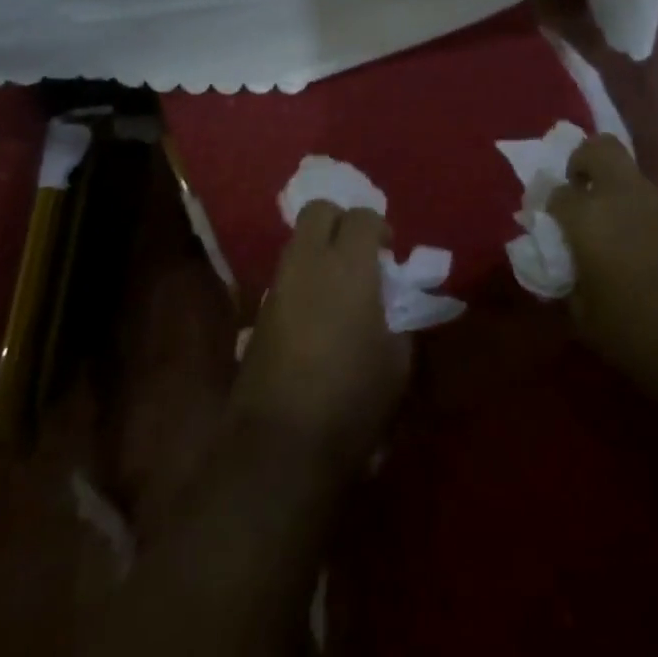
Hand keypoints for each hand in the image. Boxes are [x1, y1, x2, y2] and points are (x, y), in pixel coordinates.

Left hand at [229, 201, 411, 475]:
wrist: (280, 445)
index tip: (389, 255)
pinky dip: (303, 279)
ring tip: (340, 287)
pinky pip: (286, 274)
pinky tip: (317, 314)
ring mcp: (278, 284)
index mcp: (348, 265)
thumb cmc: (351, 399)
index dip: (379, 229)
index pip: (362, 217)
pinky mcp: (259, 312)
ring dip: (320, 250)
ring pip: (297, 241)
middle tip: (360, 255)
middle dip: (341, 222)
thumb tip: (390, 304)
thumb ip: (397, 318)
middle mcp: (308, 261)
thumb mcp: (397, 361)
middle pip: (319, 211)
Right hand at [548, 135, 657, 395]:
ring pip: (633, 179)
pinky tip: (651, 253)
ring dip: (621, 195)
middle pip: (599, 148)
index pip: (557, 193)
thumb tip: (568, 270)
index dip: (552, 208)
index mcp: (589, 216)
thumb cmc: (639, 335)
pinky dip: (649, 218)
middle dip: (585, 162)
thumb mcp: (586, 320)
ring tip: (620, 234)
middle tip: (582, 192)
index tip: (553, 227)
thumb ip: (570, 283)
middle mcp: (624, 195)